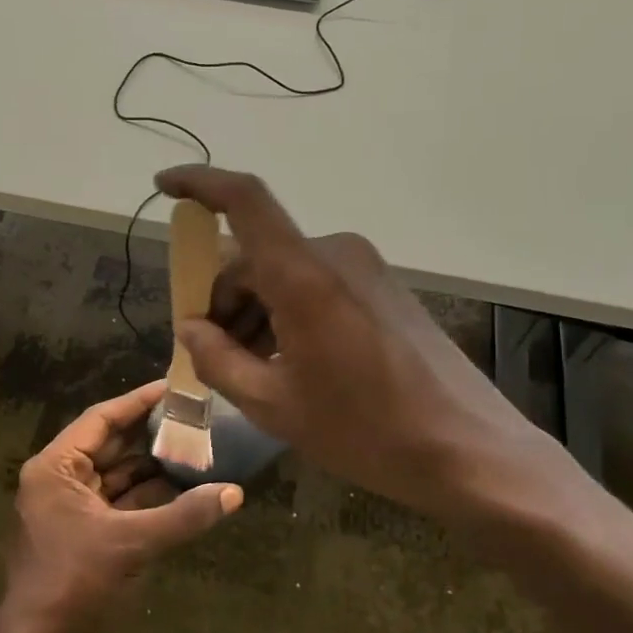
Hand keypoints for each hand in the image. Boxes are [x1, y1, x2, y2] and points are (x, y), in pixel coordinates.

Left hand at [0, 379, 242, 632]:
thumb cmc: (73, 584)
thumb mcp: (131, 544)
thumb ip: (183, 516)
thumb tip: (235, 493)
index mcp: (56, 467)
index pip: (101, 419)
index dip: (138, 402)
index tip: (174, 387)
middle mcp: (59, 479)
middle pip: (111, 444)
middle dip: (151, 433)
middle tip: (194, 416)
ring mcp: (70, 507)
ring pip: (117, 474)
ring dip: (153, 465)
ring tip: (197, 447)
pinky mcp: (83, 531)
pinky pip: (119, 501)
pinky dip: (148, 495)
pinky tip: (183, 487)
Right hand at [155, 166, 593, 533]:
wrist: (467, 450)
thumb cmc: (364, 430)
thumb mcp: (274, 405)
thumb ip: (218, 359)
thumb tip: (190, 328)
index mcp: (304, 275)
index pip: (244, 201)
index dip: (200, 183)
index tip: (164, 186)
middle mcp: (335, 255)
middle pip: (256, 257)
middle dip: (222, 299)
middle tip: (207, 353)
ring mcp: (365, 270)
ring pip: (285, 274)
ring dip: (255, 312)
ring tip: (248, 370)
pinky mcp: (384, 289)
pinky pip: (316, 285)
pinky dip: (287, 313)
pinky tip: (288, 363)